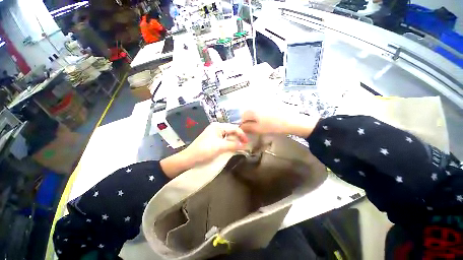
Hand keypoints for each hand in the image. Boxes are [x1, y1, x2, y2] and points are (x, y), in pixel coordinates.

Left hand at [160, 123, 248, 177]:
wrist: (189, 158)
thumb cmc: (204, 150)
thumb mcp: (220, 147)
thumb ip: (233, 145)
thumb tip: (245, 145)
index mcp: (218, 126)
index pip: (234, 128)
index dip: (242, 134)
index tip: (247, 142)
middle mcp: (217, 127)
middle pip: (231, 130)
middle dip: (238, 137)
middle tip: (245, 145)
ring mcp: (214, 133)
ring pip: (228, 135)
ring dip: (234, 140)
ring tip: (240, 146)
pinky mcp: (213, 139)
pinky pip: (224, 139)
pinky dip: (229, 143)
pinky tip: (232, 147)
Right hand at [240, 110, 318, 136]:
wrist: (291, 121)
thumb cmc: (273, 126)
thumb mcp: (258, 129)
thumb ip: (247, 128)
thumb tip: (241, 127)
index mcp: (252, 110)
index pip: (242, 117)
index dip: (244, 124)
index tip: (248, 130)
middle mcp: (256, 105)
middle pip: (248, 114)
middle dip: (249, 121)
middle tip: (255, 129)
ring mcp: (264, 104)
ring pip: (255, 112)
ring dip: (255, 119)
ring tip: (261, 125)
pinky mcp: (270, 105)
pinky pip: (261, 111)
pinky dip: (261, 116)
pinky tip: (267, 121)